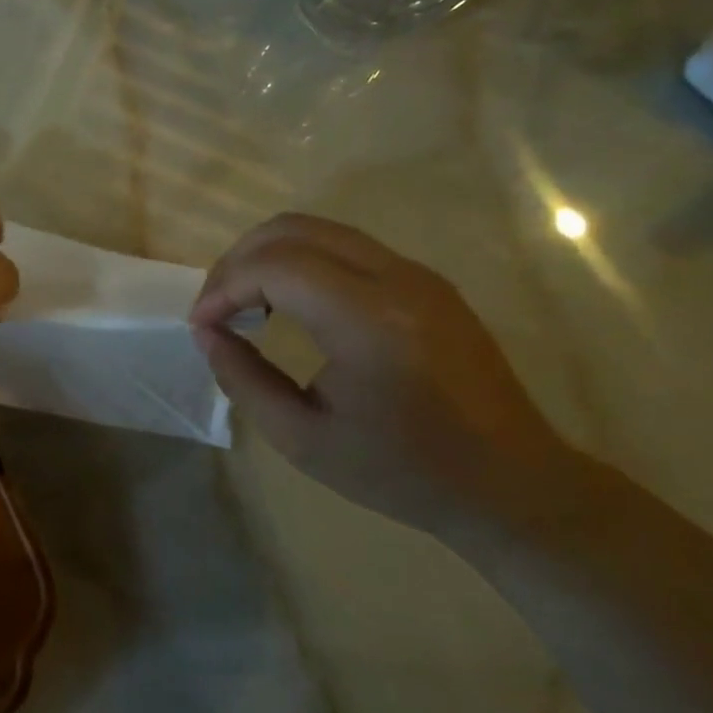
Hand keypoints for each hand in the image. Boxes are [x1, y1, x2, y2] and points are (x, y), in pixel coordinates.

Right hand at [190, 214, 577, 537]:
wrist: (512, 483)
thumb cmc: (401, 472)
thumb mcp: (302, 439)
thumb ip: (243, 379)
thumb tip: (207, 332)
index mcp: (368, 322)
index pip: (275, 266)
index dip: (223, 287)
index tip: (201, 325)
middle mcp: (396, 279)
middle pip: (292, 230)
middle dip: (238, 261)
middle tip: (215, 307)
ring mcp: (418, 274)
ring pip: (319, 229)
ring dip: (268, 256)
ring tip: (244, 304)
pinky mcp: (427, 281)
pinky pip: (347, 247)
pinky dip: (301, 261)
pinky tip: (290, 304)